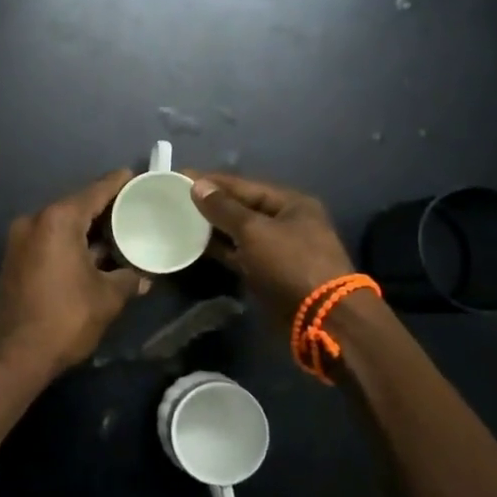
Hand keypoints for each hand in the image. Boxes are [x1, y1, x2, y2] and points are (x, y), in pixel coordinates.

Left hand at [0, 171, 150, 381]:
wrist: (13, 357)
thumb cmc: (65, 319)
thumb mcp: (107, 298)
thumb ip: (129, 279)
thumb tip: (144, 277)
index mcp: (58, 220)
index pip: (96, 191)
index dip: (119, 183)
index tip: (139, 178)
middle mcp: (35, 221)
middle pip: (77, 205)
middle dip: (106, 208)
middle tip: (137, 210)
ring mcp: (20, 240)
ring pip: (63, 224)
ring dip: (89, 229)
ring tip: (121, 234)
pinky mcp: (15, 259)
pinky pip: (50, 240)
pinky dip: (72, 242)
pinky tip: (95, 255)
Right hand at [187, 173, 356, 333]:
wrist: (322, 319)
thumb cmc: (290, 264)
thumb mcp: (255, 231)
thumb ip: (224, 208)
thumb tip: (198, 186)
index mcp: (290, 203)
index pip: (244, 185)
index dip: (211, 181)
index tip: (180, 176)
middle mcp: (286, 222)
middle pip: (242, 207)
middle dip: (210, 204)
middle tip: (174, 199)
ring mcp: (278, 250)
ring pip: (239, 232)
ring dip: (212, 228)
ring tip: (179, 220)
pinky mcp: (269, 273)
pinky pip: (240, 254)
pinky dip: (220, 250)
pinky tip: (195, 246)